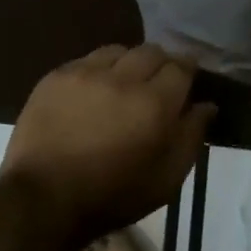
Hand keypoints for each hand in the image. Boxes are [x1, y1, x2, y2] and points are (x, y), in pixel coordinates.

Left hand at [0, 44, 214, 244]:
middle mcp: (122, 78)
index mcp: (154, 103)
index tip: (189, 79)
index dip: (188, 70)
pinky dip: (98, 70)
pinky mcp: (56, 76)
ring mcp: (85, 73)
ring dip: (129, 63)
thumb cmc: (113, 196)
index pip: (181, 66)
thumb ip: (191, 136)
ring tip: (124, 84)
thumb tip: (207, 104)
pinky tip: (94, 90)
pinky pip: (87, 60)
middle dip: (161, 63)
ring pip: (118, 51)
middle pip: (152, 51)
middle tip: (158, 84)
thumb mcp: (167, 179)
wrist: (43, 199)